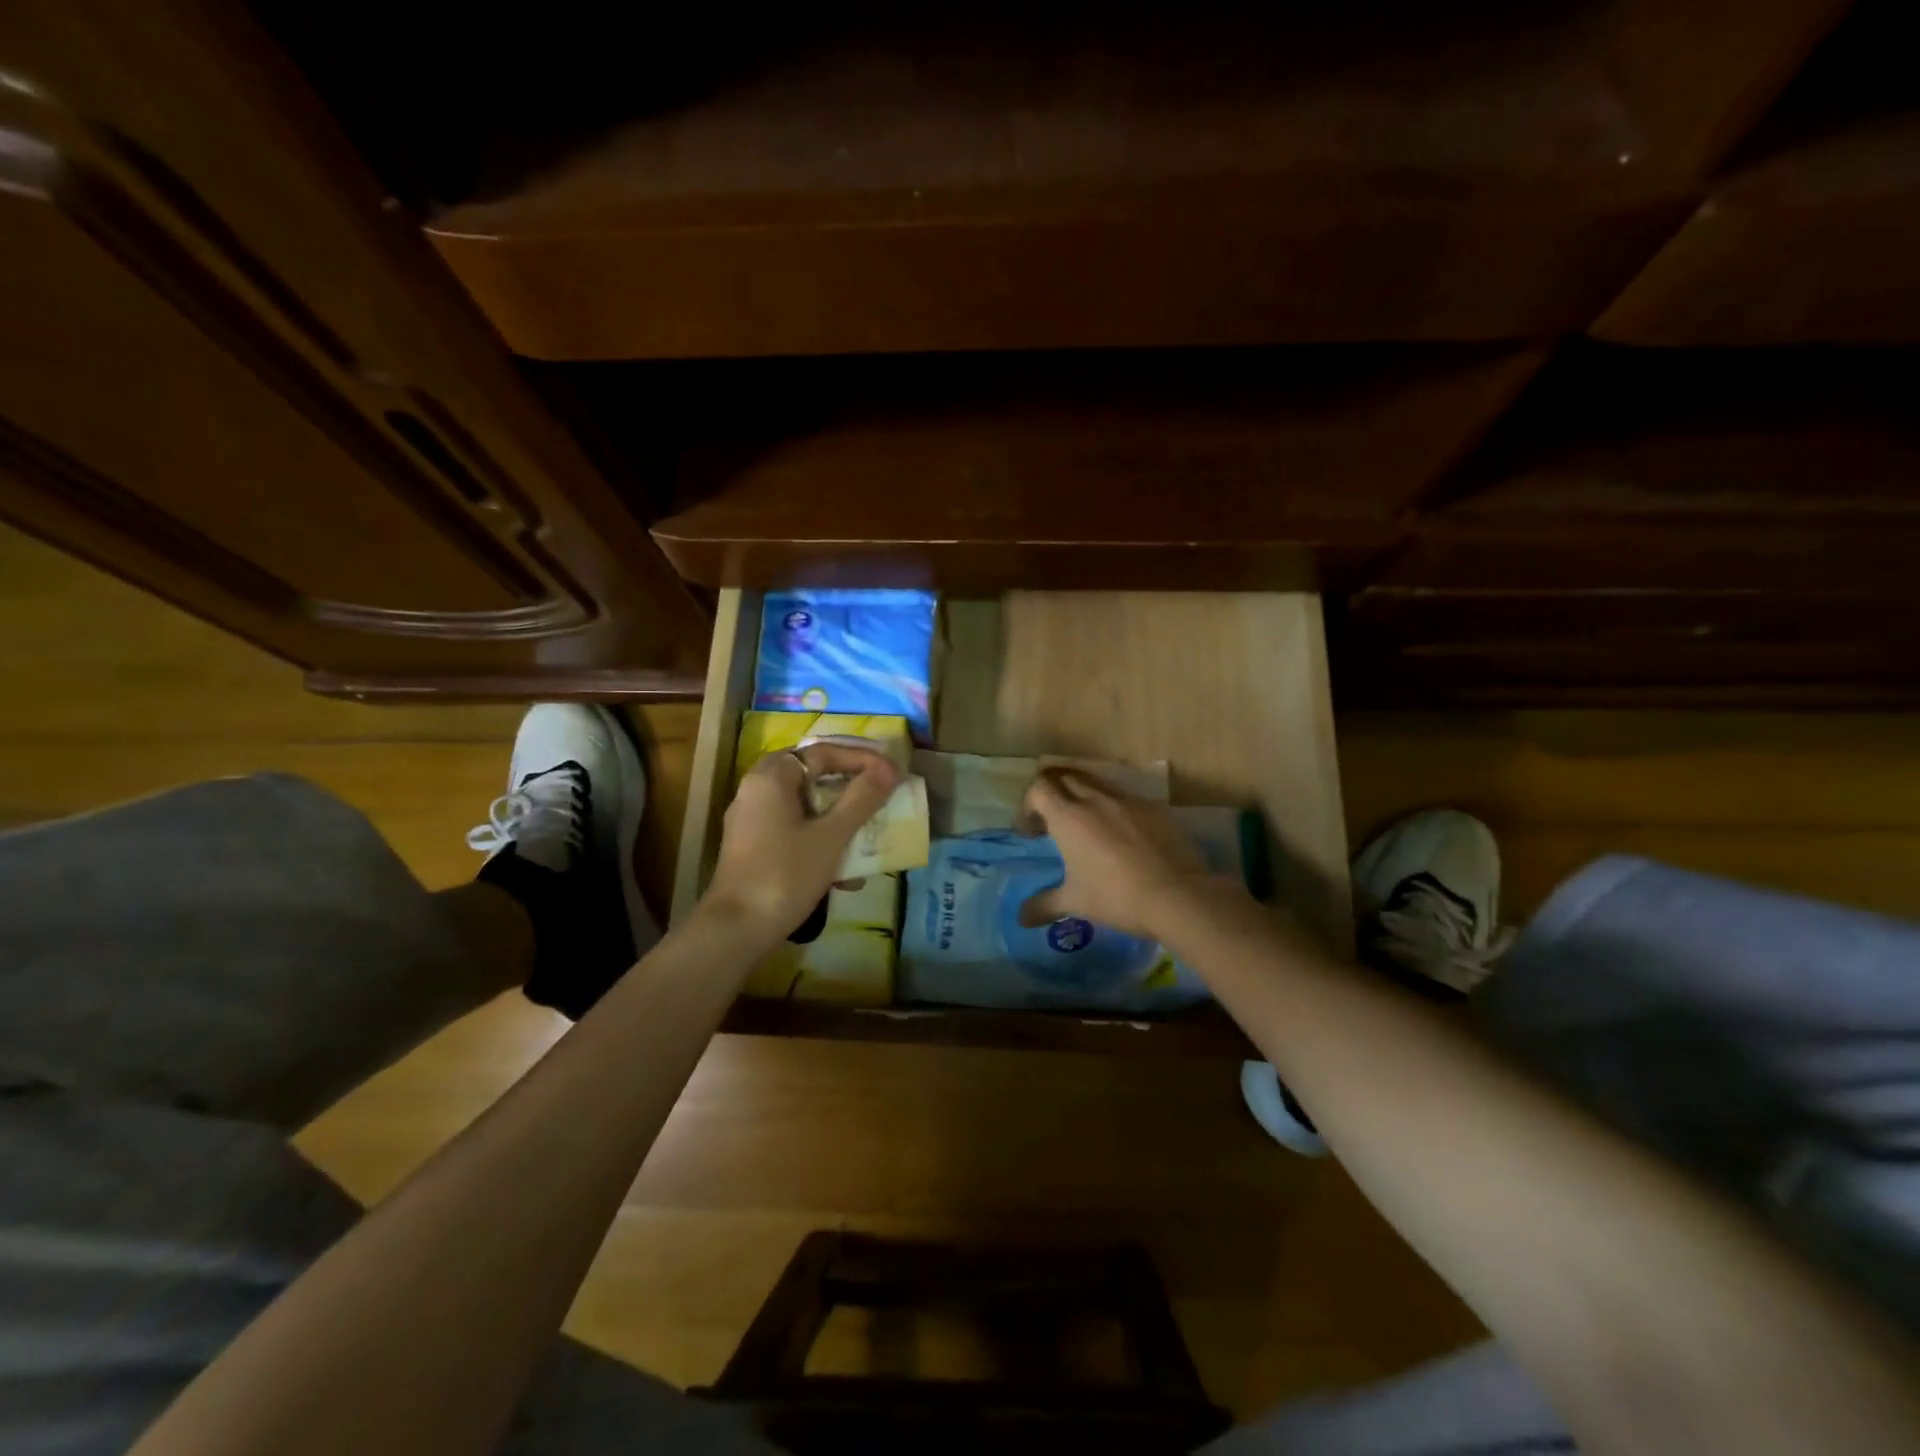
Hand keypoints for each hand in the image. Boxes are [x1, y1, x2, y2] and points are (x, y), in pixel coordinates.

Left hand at [703, 742, 899, 939]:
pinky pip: (794, 829)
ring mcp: (752, 820)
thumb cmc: (785, 874)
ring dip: (839, 818)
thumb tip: (889, 769)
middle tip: (881, 795)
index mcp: (772, 777)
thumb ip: (861, 799)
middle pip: (812, 776)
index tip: (892, 773)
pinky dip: (821, 840)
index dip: (861, 759)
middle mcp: (757, 790)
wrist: (736, 930)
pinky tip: (845, 875)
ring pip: (805, 805)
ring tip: (869, 835)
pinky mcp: (753, 847)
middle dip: (850, 788)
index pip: (823, 752)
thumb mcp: (831, 836)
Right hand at [1019, 769, 1240, 939]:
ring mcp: (1129, 801)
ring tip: (1089, 829)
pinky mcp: (1156, 808)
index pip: (1039, 789)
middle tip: (1054, 825)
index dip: (1029, 806)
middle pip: (1066, 779)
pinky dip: (1117, 811)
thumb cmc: (1117, 897)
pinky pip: (1127, 800)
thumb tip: (1021, 918)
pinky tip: (1125, 839)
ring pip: (1098, 785)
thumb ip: (1043, 905)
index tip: (1032, 833)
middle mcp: (1096, 800)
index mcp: (1069, 817)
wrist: (1178, 895)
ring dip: (1085, 799)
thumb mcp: (1076, 903)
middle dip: (1055, 796)